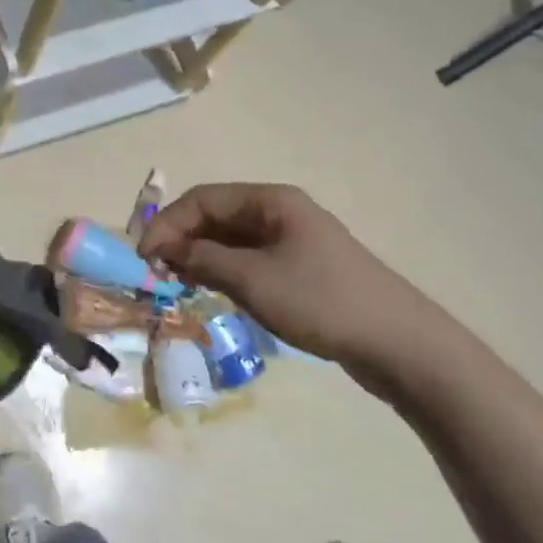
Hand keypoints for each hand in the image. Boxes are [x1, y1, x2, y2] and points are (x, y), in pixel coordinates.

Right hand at [141, 183, 464, 397]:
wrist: (398, 343)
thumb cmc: (320, 301)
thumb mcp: (253, 280)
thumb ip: (204, 259)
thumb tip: (167, 250)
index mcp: (270, 201)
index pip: (201, 199)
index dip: (167, 223)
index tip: (143, 257)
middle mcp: (279, 211)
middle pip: (215, 215)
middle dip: (181, 239)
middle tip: (156, 273)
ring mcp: (292, 240)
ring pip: (231, 239)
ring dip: (200, 256)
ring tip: (177, 284)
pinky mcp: (301, 268)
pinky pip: (249, 259)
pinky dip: (224, 270)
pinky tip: (212, 290)